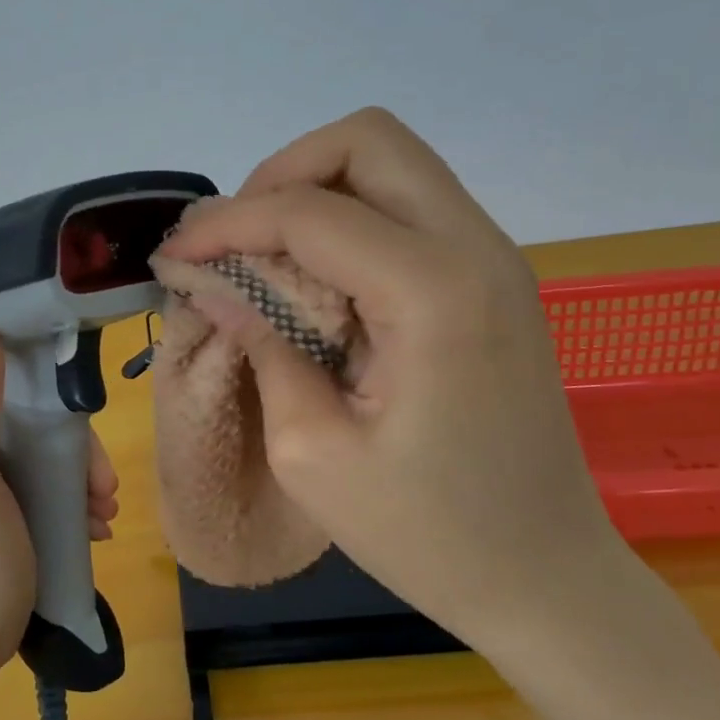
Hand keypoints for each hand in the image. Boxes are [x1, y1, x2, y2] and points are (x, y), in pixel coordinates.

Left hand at [0, 298, 119, 677]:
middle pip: (34, 389)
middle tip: (100, 484)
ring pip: (47, 427)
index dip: (48, 362)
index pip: (0, 343)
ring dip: (81, 466)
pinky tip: (91, 520)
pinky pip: (46, 460)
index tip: (83, 406)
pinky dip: (73, 485)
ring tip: (101, 510)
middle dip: (74, 434)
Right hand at [157, 107, 629, 658]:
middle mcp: (476, 249)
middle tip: (234, 239)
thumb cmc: (427, 534)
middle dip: (282, 175)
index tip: (174, 255)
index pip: (310, 212)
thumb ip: (264, 347)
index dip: (228, 223)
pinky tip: (314, 278)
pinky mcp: (492, 279)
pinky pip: (409, 207)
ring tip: (264, 255)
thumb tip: (217, 287)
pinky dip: (349, 219)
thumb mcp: (312, 453)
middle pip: (368, 140)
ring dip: (315, 191)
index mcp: (434, 294)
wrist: (545, 578)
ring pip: (391, 164)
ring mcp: (494, 258)